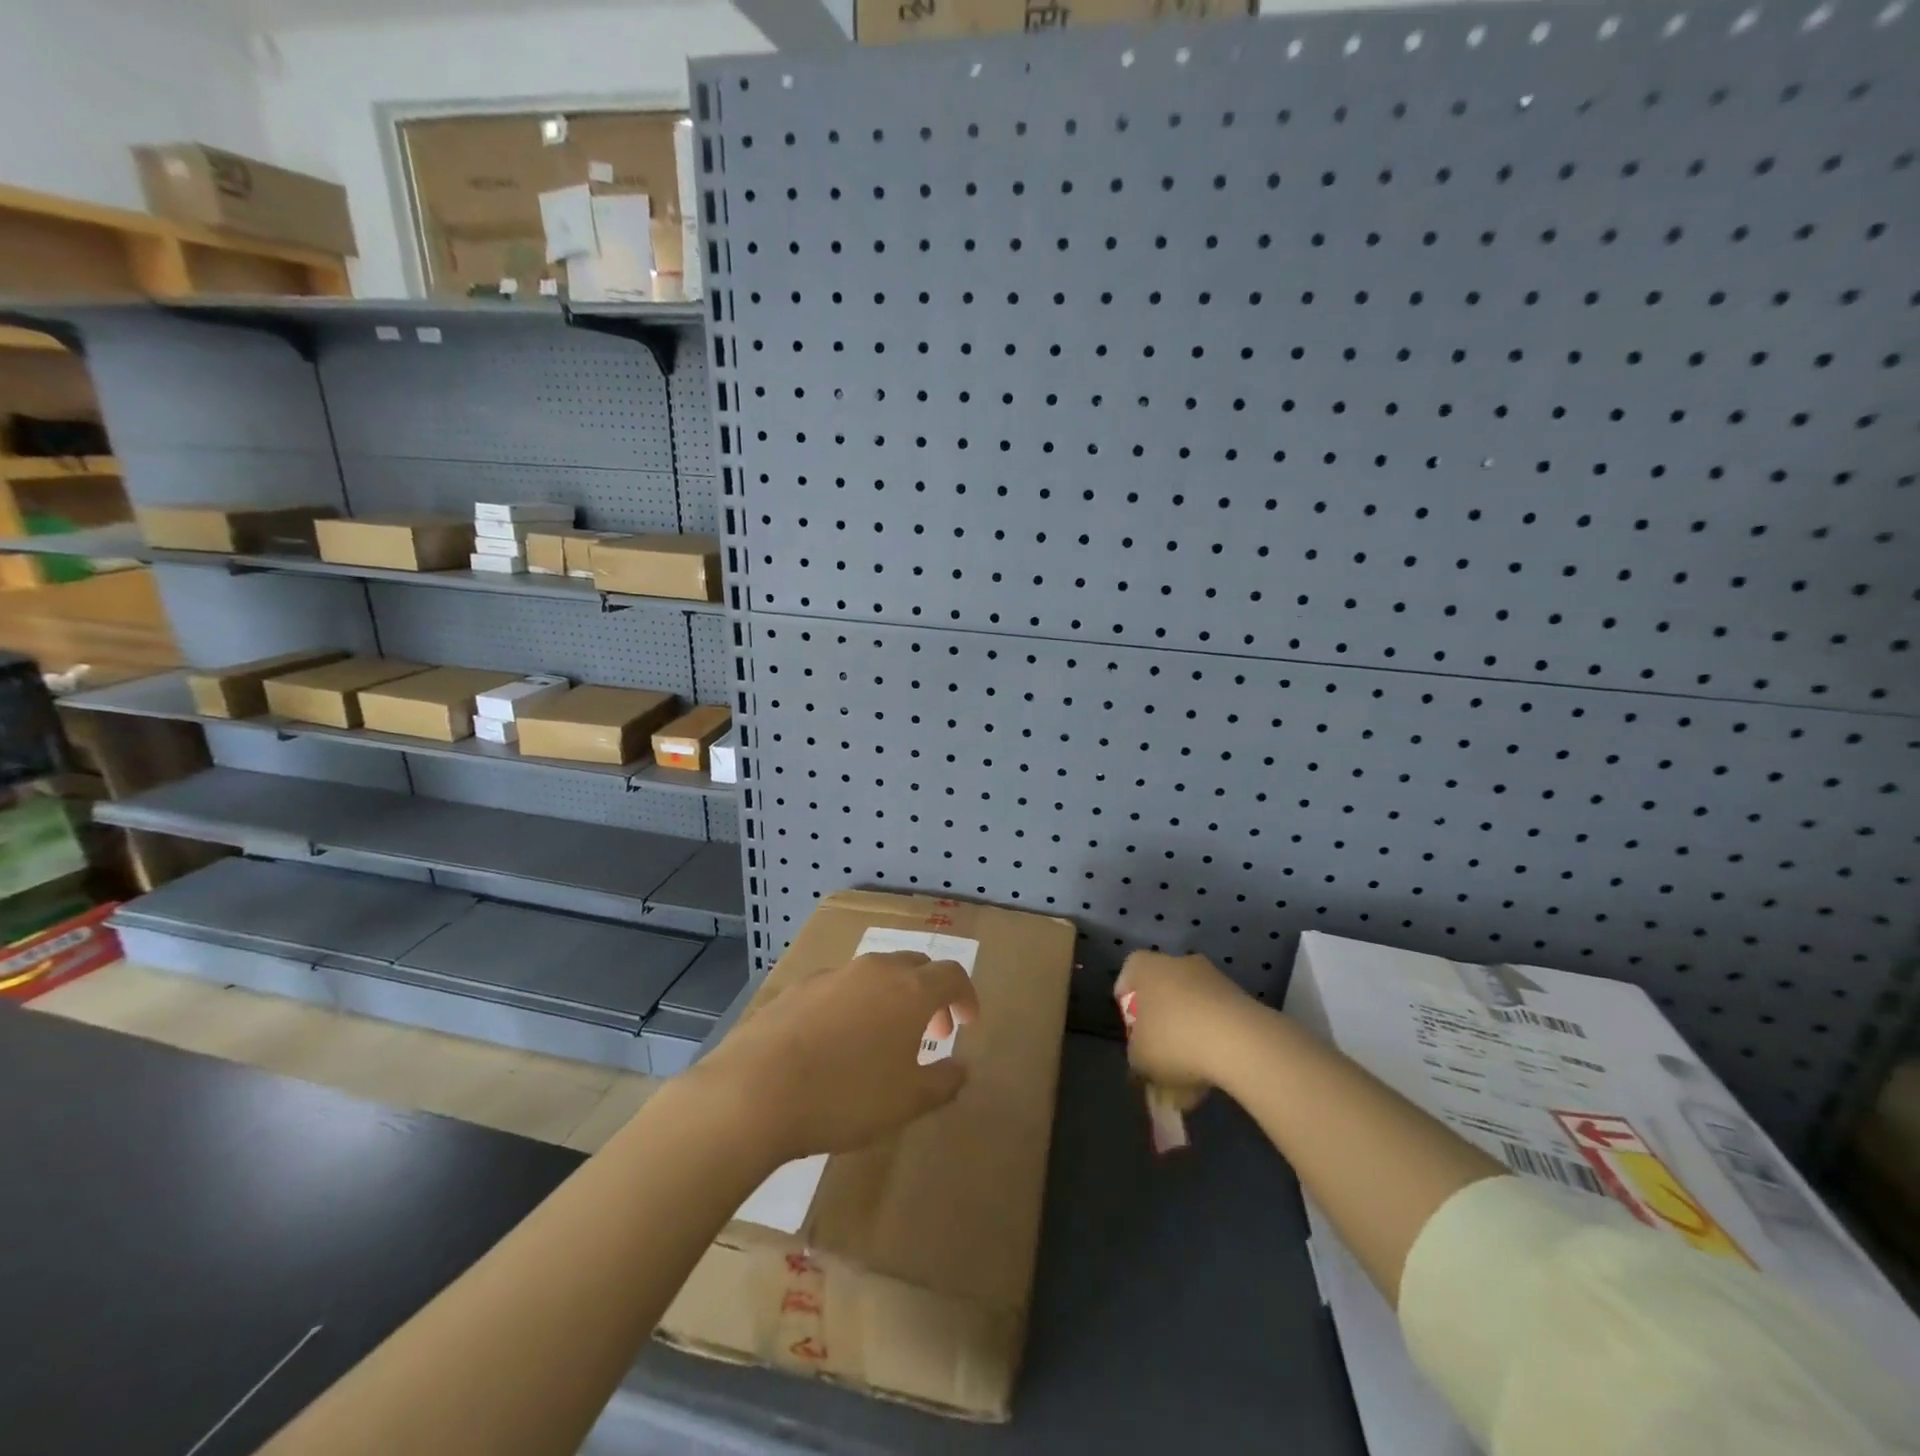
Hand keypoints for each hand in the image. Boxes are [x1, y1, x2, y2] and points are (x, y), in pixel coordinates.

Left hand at [692, 952, 978, 1165]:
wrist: (755, 1091)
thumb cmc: (845, 1096)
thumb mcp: (906, 1102)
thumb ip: (943, 1082)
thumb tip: (961, 1068)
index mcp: (910, 990)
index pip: (952, 975)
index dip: (966, 996)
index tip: (967, 1023)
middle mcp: (875, 970)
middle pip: (915, 966)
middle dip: (930, 994)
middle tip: (932, 1031)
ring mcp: (833, 975)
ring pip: (875, 974)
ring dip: (891, 998)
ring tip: (883, 1039)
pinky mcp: (798, 988)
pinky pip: (840, 988)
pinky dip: (854, 1005)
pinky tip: (837, 1042)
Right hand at [1114, 950, 1256, 1098]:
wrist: (1240, 1042)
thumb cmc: (1174, 1040)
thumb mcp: (1139, 1057)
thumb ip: (1136, 1055)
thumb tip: (1144, 1057)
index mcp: (1145, 967)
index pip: (1128, 976)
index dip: (1128, 1007)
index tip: (1134, 1034)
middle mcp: (1178, 962)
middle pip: (1163, 994)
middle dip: (1161, 1028)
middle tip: (1160, 1061)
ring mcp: (1213, 978)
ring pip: (1192, 1011)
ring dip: (1189, 1040)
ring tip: (1189, 1083)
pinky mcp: (1241, 998)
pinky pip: (1217, 1021)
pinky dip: (1213, 1045)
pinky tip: (1212, 1078)